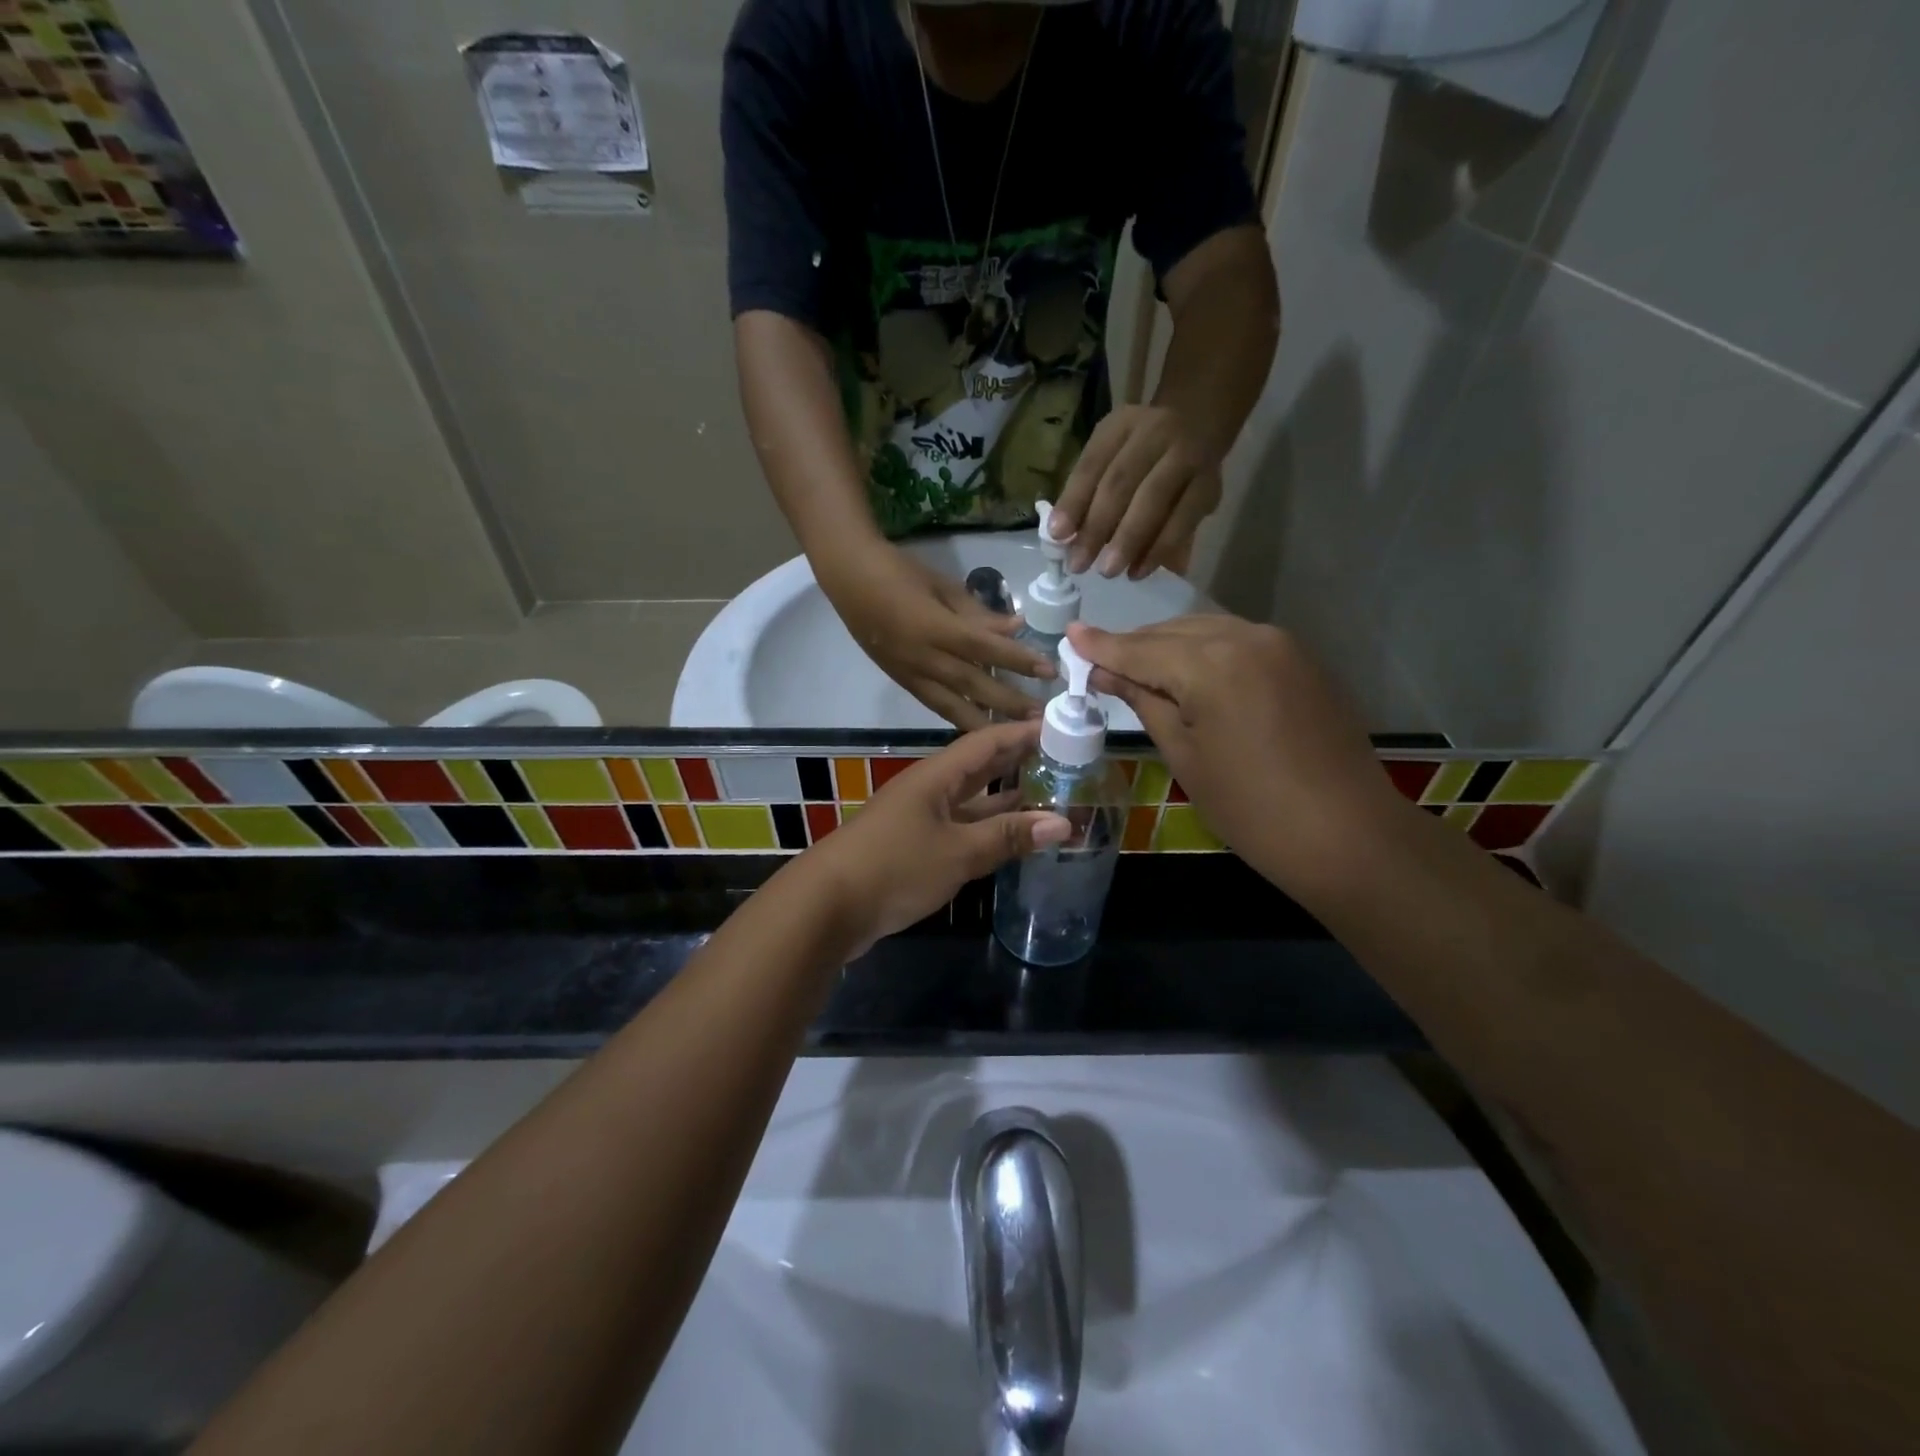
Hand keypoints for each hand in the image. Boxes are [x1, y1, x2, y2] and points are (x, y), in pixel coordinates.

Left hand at [806, 721, 1070, 952]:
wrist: (827, 907)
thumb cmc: (895, 866)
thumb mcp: (958, 851)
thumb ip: (1008, 836)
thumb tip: (1063, 822)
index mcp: (936, 776)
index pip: (987, 742)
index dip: (1023, 732)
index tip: (1062, 726)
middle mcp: (929, 790)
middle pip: (980, 767)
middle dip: (1019, 760)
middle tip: (1065, 758)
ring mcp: (920, 819)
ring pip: (971, 800)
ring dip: (1007, 799)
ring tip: (1050, 795)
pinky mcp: (915, 848)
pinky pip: (961, 829)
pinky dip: (988, 830)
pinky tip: (1012, 838)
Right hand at [819, 541, 1054, 728]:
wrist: (848, 579)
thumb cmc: (898, 572)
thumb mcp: (942, 585)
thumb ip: (979, 613)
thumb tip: (1015, 629)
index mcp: (934, 627)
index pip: (985, 648)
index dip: (1018, 660)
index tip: (1049, 671)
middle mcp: (923, 657)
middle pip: (972, 684)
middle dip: (1008, 703)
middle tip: (1040, 718)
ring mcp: (910, 673)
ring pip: (951, 706)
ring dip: (985, 722)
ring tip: (1013, 736)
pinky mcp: (901, 681)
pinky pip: (934, 705)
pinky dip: (957, 717)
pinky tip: (978, 727)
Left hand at [1049, 403, 1220, 580]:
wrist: (1200, 425)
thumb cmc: (1140, 452)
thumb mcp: (1111, 456)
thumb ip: (1089, 491)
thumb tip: (1064, 539)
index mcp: (1121, 425)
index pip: (1092, 463)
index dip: (1074, 500)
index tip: (1057, 536)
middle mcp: (1156, 433)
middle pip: (1121, 482)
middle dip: (1097, 527)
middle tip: (1079, 564)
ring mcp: (1187, 457)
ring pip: (1154, 500)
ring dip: (1128, 540)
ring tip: (1108, 571)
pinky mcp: (1210, 486)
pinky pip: (1183, 520)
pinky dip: (1159, 549)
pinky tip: (1139, 571)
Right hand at [1066, 617, 1403, 892]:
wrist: (1346, 834)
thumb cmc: (1250, 807)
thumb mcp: (1184, 756)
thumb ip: (1144, 703)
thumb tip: (1106, 674)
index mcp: (1211, 663)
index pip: (1140, 649)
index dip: (1101, 645)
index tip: (1070, 634)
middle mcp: (1246, 637)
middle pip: (1173, 632)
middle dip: (1134, 645)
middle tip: (1099, 659)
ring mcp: (1281, 645)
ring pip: (1208, 631)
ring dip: (1170, 646)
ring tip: (1140, 667)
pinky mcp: (1302, 660)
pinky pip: (1239, 642)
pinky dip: (1207, 651)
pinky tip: (1191, 673)